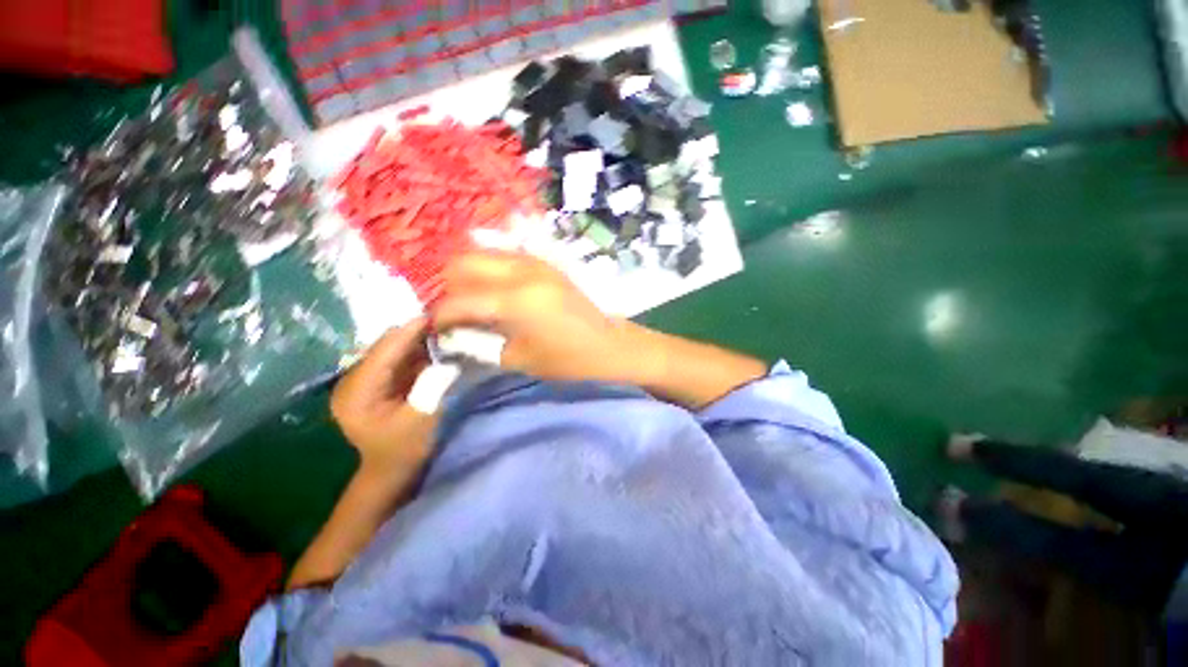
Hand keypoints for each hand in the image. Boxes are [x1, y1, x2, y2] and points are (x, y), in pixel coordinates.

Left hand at [330, 317, 437, 470]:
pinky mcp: (373, 380)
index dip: (409, 332)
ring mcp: (361, 380)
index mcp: (356, 392)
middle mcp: (352, 380)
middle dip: (413, 333)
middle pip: (384, 346)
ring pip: (390, 348)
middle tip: (445, 322)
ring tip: (442, 330)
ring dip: (415, 340)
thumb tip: (447, 360)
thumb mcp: (421, 420)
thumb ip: (431, 388)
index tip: (435, 316)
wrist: (390, 468)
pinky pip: (395, 357)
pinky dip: (414, 350)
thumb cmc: (404, 449)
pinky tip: (433, 345)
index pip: (383, 352)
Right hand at [432, 251, 638, 383]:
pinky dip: (491, 270)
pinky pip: (505, 257)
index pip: (460, 299)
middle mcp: (522, 270)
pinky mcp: (545, 263)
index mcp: (516, 300)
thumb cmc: (568, 359)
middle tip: (455, 312)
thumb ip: (479, 344)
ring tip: (474, 302)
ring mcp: (536, 262)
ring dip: (470, 274)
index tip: (435, 329)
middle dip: (450, 286)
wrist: (609, 344)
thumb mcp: (520, 359)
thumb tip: (451, 335)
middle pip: (464, 261)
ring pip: (484, 253)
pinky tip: (496, 292)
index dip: (440, 315)